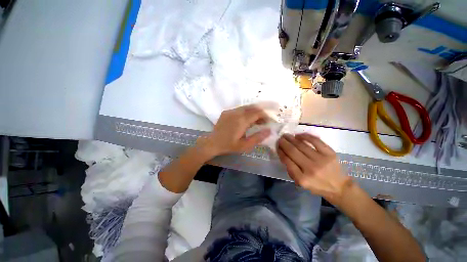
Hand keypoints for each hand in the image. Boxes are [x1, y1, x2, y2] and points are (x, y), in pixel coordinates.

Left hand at [196, 105, 271, 156]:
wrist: (212, 143)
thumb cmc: (229, 145)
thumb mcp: (245, 145)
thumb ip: (258, 137)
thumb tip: (269, 130)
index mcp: (242, 120)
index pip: (257, 113)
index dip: (265, 116)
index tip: (268, 122)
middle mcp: (236, 112)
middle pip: (252, 108)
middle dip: (260, 113)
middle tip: (262, 121)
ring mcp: (230, 111)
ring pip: (245, 107)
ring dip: (252, 112)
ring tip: (255, 121)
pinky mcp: (226, 112)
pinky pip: (238, 109)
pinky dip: (245, 112)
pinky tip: (244, 120)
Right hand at [277, 133, 351, 201]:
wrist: (339, 187)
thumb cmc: (317, 185)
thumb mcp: (300, 183)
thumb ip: (291, 169)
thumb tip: (283, 154)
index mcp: (302, 178)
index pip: (287, 161)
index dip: (280, 152)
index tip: (277, 146)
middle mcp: (311, 169)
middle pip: (293, 152)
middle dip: (284, 143)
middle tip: (279, 138)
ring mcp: (321, 160)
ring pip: (302, 145)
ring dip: (291, 139)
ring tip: (286, 135)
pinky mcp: (330, 153)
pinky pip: (315, 141)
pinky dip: (305, 136)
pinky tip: (298, 135)